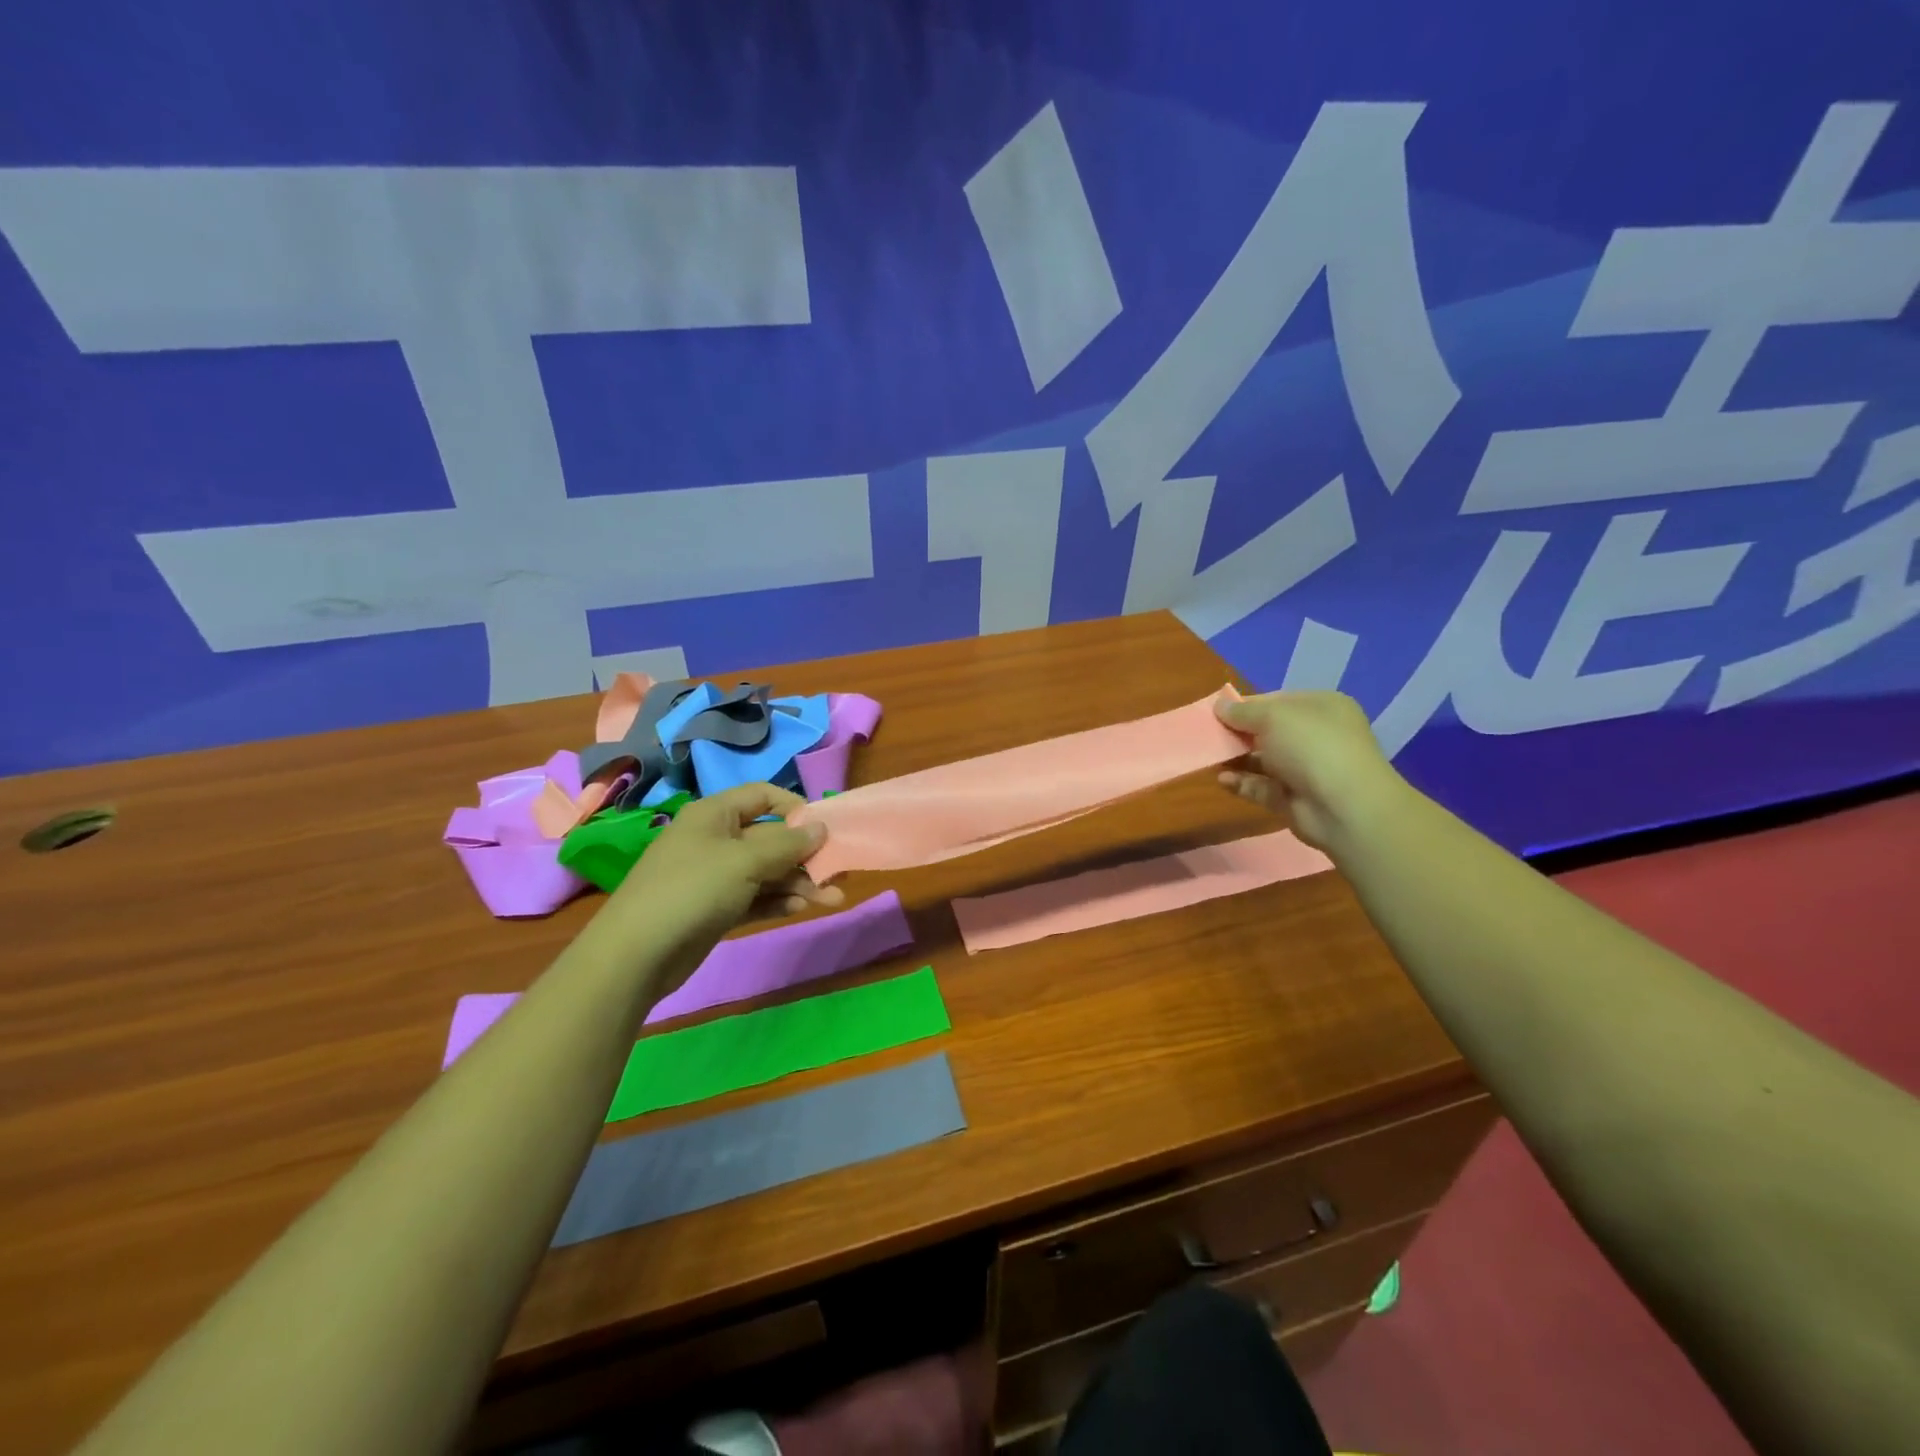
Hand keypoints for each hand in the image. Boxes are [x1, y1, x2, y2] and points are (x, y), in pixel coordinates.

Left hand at [598, 783, 843, 980]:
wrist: (637, 954)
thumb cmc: (692, 889)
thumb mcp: (745, 861)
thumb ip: (787, 844)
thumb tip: (821, 828)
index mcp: (715, 814)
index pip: (763, 796)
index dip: (795, 807)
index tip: (824, 828)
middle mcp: (715, 839)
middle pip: (770, 838)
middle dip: (805, 855)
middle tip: (840, 871)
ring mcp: (714, 876)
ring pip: (767, 872)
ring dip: (799, 883)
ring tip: (834, 900)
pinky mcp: (716, 909)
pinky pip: (755, 897)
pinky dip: (778, 901)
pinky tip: (802, 908)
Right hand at [1213, 691, 1407, 853]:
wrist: (1343, 806)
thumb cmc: (1311, 745)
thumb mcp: (1272, 716)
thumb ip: (1242, 711)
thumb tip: (1219, 705)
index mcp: (1321, 707)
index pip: (1277, 701)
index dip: (1247, 705)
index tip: (1217, 711)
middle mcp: (1317, 736)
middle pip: (1269, 731)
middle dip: (1239, 733)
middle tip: (1210, 735)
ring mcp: (1307, 769)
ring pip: (1264, 760)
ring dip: (1237, 758)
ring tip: (1209, 758)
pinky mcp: (1294, 799)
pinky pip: (1261, 787)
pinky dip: (1242, 783)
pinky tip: (1222, 779)